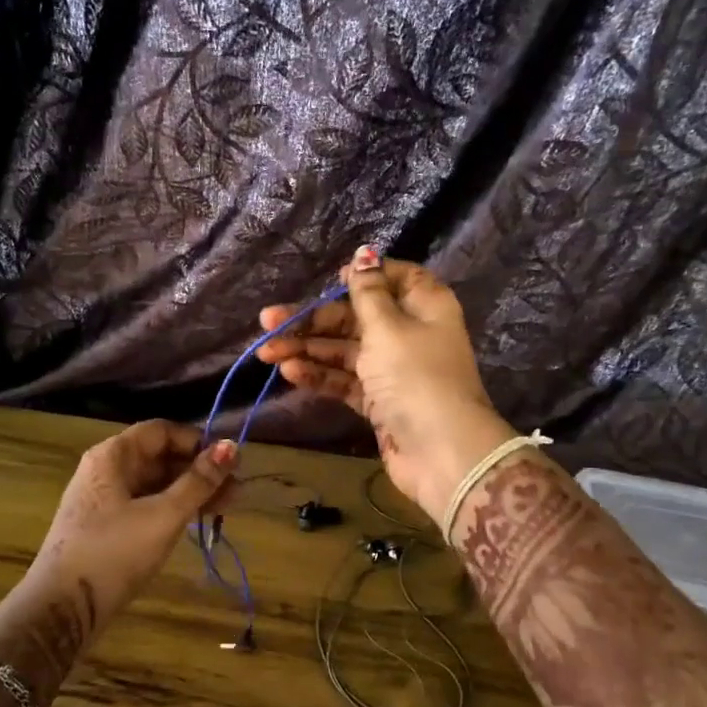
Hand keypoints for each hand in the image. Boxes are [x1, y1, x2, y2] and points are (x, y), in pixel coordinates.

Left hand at [32, 421, 238, 621]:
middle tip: (236, 491)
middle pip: (159, 456)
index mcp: (113, 456)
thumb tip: (231, 446)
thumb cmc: (114, 552)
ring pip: (155, 483)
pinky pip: (145, 505)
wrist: (63, 608)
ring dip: (190, 491)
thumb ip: (198, 482)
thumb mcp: (163, 516)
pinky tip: (196, 522)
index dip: (197, 441)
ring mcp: (104, 500)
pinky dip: (172, 509)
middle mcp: (106, 470)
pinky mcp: (106, 526)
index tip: (229, 463)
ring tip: (226, 508)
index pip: (162, 431)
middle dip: (199, 470)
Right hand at [257, 248, 515, 523]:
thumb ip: (367, 293)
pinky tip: (291, 373)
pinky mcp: (378, 401)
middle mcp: (409, 333)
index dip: (362, 277)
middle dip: (312, 321)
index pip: (392, 278)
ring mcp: (392, 370)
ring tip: (267, 353)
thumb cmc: (415, 378)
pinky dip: (319, 376)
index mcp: (423, 305)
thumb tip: (363, 254)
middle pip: (355, 317)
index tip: (330, 281)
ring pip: (344, 351)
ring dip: (307, 350)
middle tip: (267, 324)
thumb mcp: (388, 327)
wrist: (440, 452)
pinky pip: (344, 380)